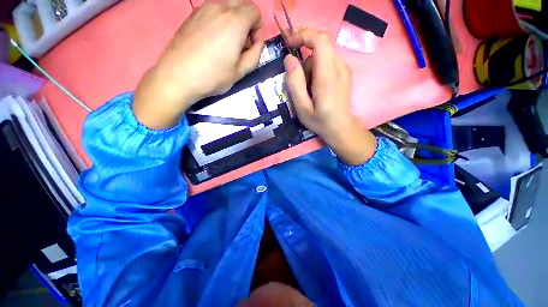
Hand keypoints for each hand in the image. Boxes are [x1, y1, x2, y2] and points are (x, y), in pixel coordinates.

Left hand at [134, 0, 263, 129]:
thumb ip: (256, 53)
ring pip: (225, 4)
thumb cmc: (208, 76)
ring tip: (223, 36)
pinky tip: (208, 36)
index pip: (255, 11)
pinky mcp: (190, 16)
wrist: (173, 78)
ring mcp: (202, 10)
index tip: (250, 43)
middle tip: (240, 37)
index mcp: (235, 19)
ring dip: (230, 15)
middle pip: (241, 3)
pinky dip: (215, 17)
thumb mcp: (240, 71)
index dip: (257, 27)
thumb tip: (254, 43)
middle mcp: (219, 8)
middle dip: (246, 17)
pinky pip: (210, 9)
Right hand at [284, 29, 376, 164]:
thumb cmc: (321, 121)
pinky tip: (312, 78)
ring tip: (304, 78)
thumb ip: (294, 81)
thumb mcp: (301, 107)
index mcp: (328, 75)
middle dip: (304, 39)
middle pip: (323, 38)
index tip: (289, 42)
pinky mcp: (344, 69)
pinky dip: (316, 60)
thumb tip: (290, 58)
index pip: (321, 40)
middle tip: (290, 49)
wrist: (343, 128)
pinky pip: (327, 55)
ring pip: (323, 48)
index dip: (304, 34)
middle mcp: (339, 67)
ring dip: (309, 55)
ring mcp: (344, 67)